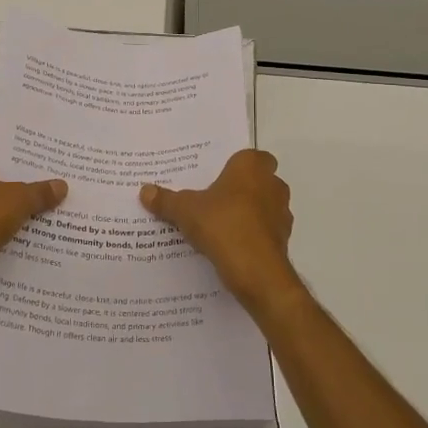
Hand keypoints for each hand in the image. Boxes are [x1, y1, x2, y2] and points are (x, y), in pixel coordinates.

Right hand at [140, 149, 301, 316]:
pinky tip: (231, 247)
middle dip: (242, 189)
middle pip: (260, 180)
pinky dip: (253, 236)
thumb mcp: (185, 211)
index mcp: (251, 167)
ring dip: (249, 213)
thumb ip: (166, 200)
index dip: (237, 165)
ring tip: (220, 225)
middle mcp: (272, 184)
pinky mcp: (283, 239)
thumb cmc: (222, 224)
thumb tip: (144, 190)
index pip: (251, 156)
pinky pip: (265, 231)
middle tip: (215, 199)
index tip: (217, 176)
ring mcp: (282, 213)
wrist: (256, 270)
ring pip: (265, 206)